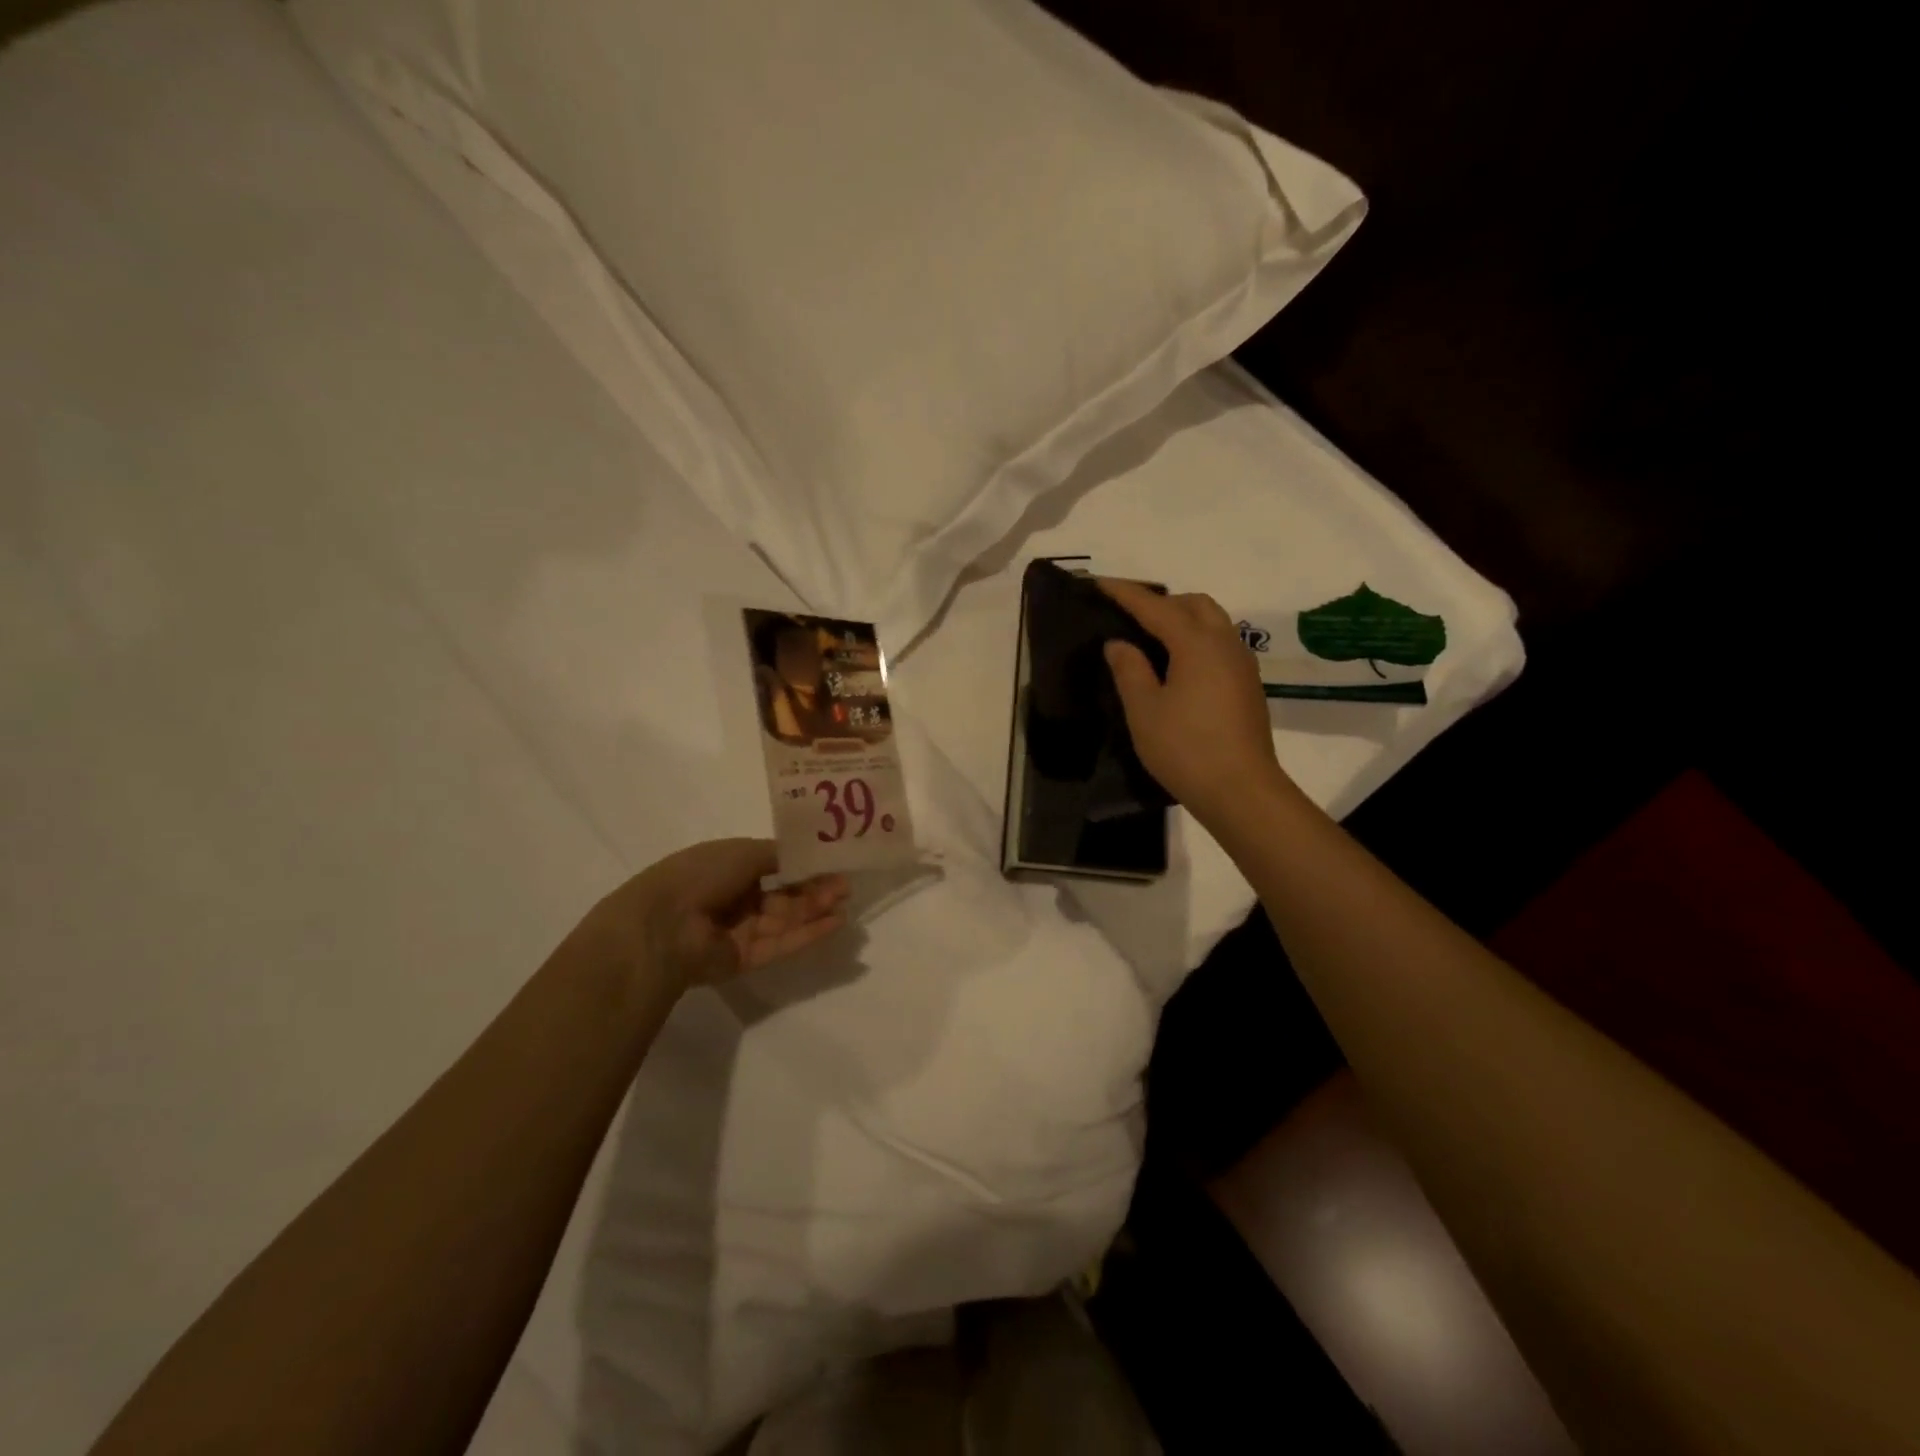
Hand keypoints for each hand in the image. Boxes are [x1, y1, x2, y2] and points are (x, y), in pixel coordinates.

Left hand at [589, 839, 850, 990]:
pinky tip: (835, 924)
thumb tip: (806, 855)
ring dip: (815, 910)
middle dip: (814, 889)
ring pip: (786, 919)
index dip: (802, 865)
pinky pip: (782, 944)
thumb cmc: (699, 876)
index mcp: (728, 868)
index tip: (832, 863)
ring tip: (845, 902)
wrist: (663, 926)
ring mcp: (740, 930)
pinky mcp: (746, 959)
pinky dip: (808, 934)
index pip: (773, 866)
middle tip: (845, 885)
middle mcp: (735, 898)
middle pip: (783, 895)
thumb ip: (779, 855)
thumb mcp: (743, 852)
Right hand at [1099, 579, 1296, 829]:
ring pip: (1213, 622)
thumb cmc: (1185, 748)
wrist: (1241, 790)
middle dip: (1161, 601)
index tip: (1100, 583)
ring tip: (1152, 638)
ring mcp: (1242, 664)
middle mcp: (1225, 644)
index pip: (1155, 607)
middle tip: (1130, 614)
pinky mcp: (1248, 685)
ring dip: (1183, 619)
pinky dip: (1197, 639)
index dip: (1126, 594)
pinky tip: (1179, 665)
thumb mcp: (1144, 710)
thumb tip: (1120, 643)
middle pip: (1194, 605)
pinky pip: (1221, 644)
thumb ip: (1129, 669)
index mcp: (1196, 644)